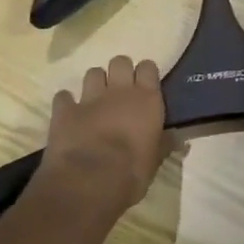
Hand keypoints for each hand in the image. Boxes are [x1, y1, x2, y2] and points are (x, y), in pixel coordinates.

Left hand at [39, 56, 176, 216]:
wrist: (89, 182)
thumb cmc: (131, 172)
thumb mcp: (155, 160)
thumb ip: (165, 144)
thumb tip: (180, 139)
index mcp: (146, 99)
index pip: (148, 67)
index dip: (145, 74)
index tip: (145, 85)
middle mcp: (119, 90)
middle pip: (120, 62)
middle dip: (119, 72)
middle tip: (120, 91)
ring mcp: (90, 98)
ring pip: (92, 73)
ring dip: (94, 83)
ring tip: (95, 100)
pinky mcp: (65, 111)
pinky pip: (63, 97)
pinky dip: (66, 103)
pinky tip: (68, 113)